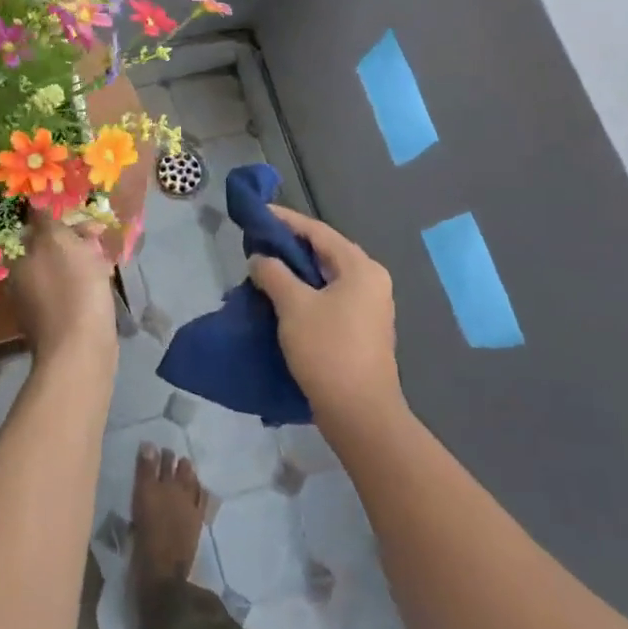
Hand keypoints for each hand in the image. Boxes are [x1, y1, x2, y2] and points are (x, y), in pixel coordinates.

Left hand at [7, 215, 117, 367]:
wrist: (82, 350)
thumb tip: (33, 201)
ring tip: (105, 260)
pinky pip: (72, 290)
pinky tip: (103, 283)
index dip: (59, 219)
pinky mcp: (58, 321)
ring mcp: (38, 304)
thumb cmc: (72, 288)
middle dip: (75, 240)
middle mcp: (22, 280)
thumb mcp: (58, 241)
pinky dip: (86, 283)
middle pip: (50, 248)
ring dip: (83, 260)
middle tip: (99, 238)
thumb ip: (45, 219)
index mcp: (18, 260)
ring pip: (63, 269)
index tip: (82, 218)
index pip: (34, 228)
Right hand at [249, 206, 403, 428]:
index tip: (258, 214)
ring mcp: (369, 307)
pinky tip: (281, 299)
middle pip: (324, 252)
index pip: (317, 231)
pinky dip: (306, 292)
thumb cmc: (328, 351)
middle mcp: (371, 281)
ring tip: (263, 270)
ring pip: (326, 277)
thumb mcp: (293, 306)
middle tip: (256, 243)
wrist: (360, 414)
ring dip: (295, 272)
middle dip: (289, 246)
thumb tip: (260, 259)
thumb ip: (274, 274)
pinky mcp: (361, 330)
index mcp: (360, 268)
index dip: (285, 220)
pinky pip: (330, 298)